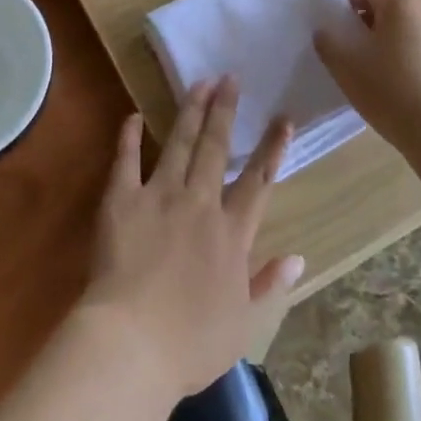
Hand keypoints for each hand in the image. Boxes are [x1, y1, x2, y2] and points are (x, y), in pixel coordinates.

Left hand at [81, 77, 303, 398]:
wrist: (132, 343)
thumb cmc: (191, 343)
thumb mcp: (244, 324)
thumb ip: (270, 285)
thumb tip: (299, 257)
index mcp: (232, 233)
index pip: (258, 180)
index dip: (272, 147)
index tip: (282, 117)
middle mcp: (199, 204)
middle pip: (216, 149)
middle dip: (225, 110)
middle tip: (230, 77)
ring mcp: (158, 196)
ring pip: (179, 144)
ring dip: (190, 112)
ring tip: (199, 83)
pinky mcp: (121, 200)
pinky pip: (126, 160)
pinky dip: (129, 136)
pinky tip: (133, 114)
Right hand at [313, 0, 420, 153]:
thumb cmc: (390, 92)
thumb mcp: (345, 67)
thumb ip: (328, 43)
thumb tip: (325, 32)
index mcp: (402, 4)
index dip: (348, 7)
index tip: (337, 31)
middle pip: (392, 8)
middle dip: (369, 24)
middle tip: (353, 51)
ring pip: (410, 30)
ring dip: (391, 42)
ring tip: (376, 73)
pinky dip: (411, 60)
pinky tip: (402, 89)